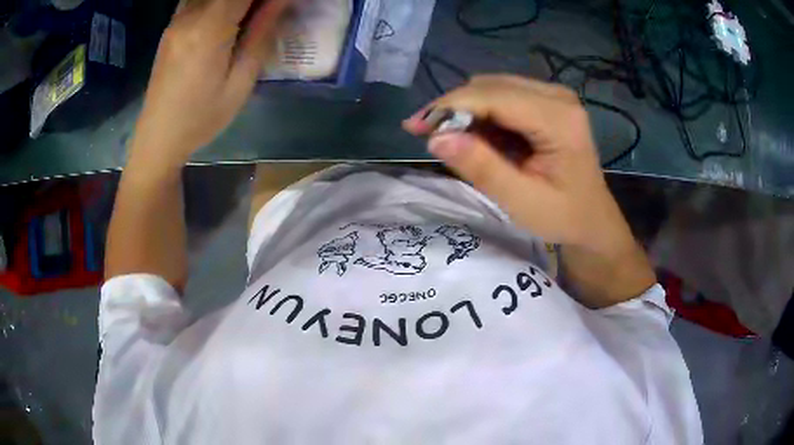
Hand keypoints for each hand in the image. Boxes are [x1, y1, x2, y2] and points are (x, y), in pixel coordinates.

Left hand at [131, 0, 290, 167]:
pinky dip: (216, 3)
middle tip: (263, 15)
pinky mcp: (171, 26)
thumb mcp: (240, 83)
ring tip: (245, 20)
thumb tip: (280, 0)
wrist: (158, 137)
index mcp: (209, 30)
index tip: (277, 6)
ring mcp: (177, 19)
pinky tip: (225, 19)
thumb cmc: (201, 118)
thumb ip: (260, 34)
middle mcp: (190, 16)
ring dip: (233, 2)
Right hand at [404, 75, 625, 250]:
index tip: (415, 126)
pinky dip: (482, 114)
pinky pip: (503, 96)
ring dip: (466, 111)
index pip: (493, 96)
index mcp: (559, 118)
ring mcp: (554, 95)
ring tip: (452, 141)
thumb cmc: (563, 216)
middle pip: (491, 86)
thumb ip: (482, 168)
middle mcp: (558, 95)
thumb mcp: (521, 201)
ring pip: (493, 88)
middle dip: (455, 108)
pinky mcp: (547, 101)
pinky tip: (477, 138)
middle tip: (428, 136)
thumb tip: (436, 137)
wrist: (593, 219)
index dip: (450, 106)